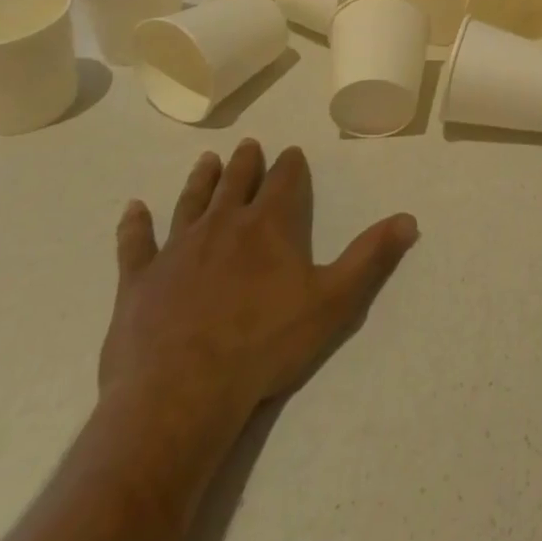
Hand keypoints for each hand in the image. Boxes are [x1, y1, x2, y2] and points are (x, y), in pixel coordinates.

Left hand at [98, 140, 418, 449]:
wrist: (180, 395)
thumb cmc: (264, 345)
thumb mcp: (334, 301)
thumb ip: (371, 256)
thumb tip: (410, 219)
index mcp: (269, 226)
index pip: (285, 181)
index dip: (290, 165)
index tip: (291, 151)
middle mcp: (223, 225)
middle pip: (237, 183)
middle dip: (246, 162)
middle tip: (248, 145)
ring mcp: (177, 250)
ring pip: (191, 202)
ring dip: (200, 180)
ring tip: (206, 160)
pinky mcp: (139, 281)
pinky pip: (135, 244)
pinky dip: (134, 225)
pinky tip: (132, 209)